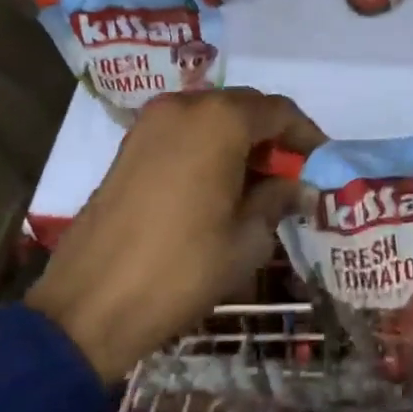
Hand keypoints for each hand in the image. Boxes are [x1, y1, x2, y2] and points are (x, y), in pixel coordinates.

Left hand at [27, 88, 323, 384]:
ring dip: (241, 141)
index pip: (280, 111)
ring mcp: (151, 123)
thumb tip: (299, 188)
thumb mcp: (246, 239)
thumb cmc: (181, 269)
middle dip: (273, 137)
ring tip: (258, 183)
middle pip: (245, 107)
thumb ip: (278, 200)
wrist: (90, 305)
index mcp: (220, 120)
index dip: (307, 136)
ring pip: (213, 117)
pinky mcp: (130, 145)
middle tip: (292, 175)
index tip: (322, 164)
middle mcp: (186, 106)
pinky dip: (209, 147)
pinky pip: (185, 132)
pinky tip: (219, 185)